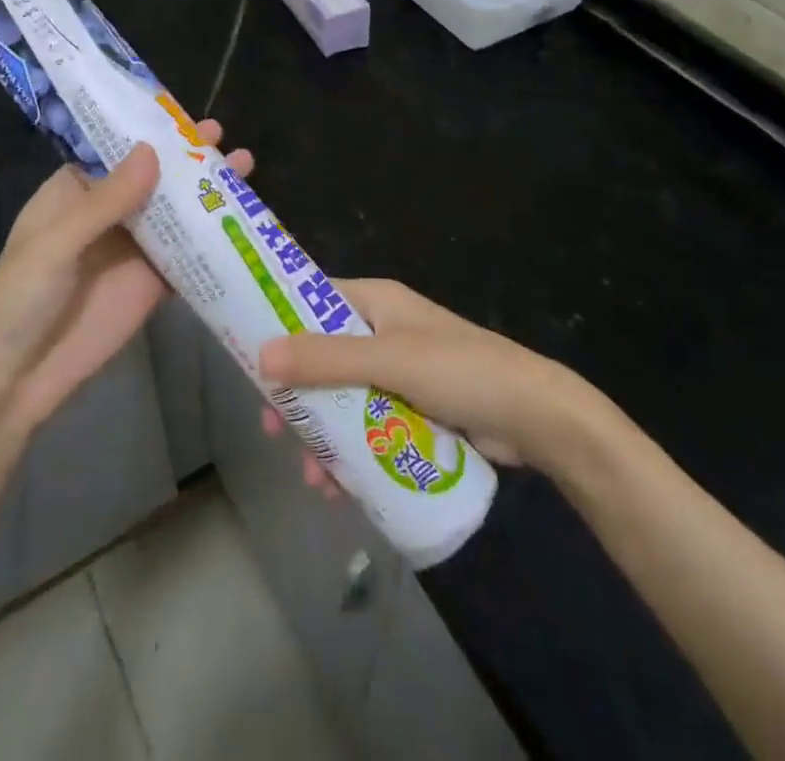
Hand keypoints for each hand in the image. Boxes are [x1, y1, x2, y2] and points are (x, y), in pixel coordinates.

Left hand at [0, 121, 252, 442]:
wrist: (14, 379)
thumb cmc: (19, 298)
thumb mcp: (55, 243)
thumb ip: (105, 201)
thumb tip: (153, 151)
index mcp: (76, 193)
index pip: (118, 152)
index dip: (152, 133)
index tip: (187, 117)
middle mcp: (109, 215)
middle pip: (155, 179)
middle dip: (189, 159)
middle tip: (225, 137)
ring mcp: (134, 250)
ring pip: (177, 214)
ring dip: (208, 193)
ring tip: (246, 168)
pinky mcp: (153, 285)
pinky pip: (188, 257)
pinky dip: (214, 241)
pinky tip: (246, 222)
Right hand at [259, 279, 579, 469]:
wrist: (535, 417)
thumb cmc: (460, 371)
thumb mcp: (389, 360)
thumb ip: (327, 359)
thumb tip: (261, 355)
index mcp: (376, 302)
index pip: (313, 299)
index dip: (280, 322)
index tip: (248, 356)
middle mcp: (383, 330)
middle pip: (323, 356)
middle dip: (299, 394)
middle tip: (274, 428)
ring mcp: (399, 372)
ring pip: (344, 396)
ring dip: (324, 432)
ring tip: (313, 476)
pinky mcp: (413, 408)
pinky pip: (369, 424)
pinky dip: (351, 449)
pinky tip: (340, 485)